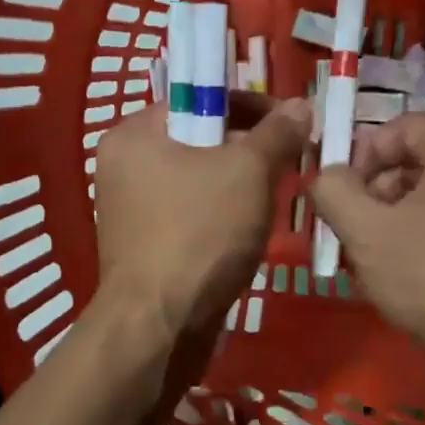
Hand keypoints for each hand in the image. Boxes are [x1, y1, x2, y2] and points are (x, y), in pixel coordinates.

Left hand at [93, 95, 311, 341]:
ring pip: (198, 182)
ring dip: (239, 186)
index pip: (196, 98)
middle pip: (198, 140)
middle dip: (248, 150)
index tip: (289, 123)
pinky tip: (248, 234)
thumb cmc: (200, 234)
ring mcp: (131, 211)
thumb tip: (300, 105)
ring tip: (273, 200)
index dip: (248, 104)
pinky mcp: (145, 247)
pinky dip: (221, 217)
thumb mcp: (248, 172)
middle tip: (288, 164)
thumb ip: (276, 133)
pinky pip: (191, 216)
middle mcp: (123, 167)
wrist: (160, 326)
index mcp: (134, 135)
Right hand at [309, 113, 424, 394]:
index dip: (364, 155)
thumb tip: (325, 176)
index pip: (403, 126)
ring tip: (382, 258)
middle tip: (358, 231)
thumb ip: (334, 193)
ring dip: (403, 215)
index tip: (344, 196)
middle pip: (423, 159)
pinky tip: (417, 272)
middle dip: (380, 190)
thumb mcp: (367, 234)